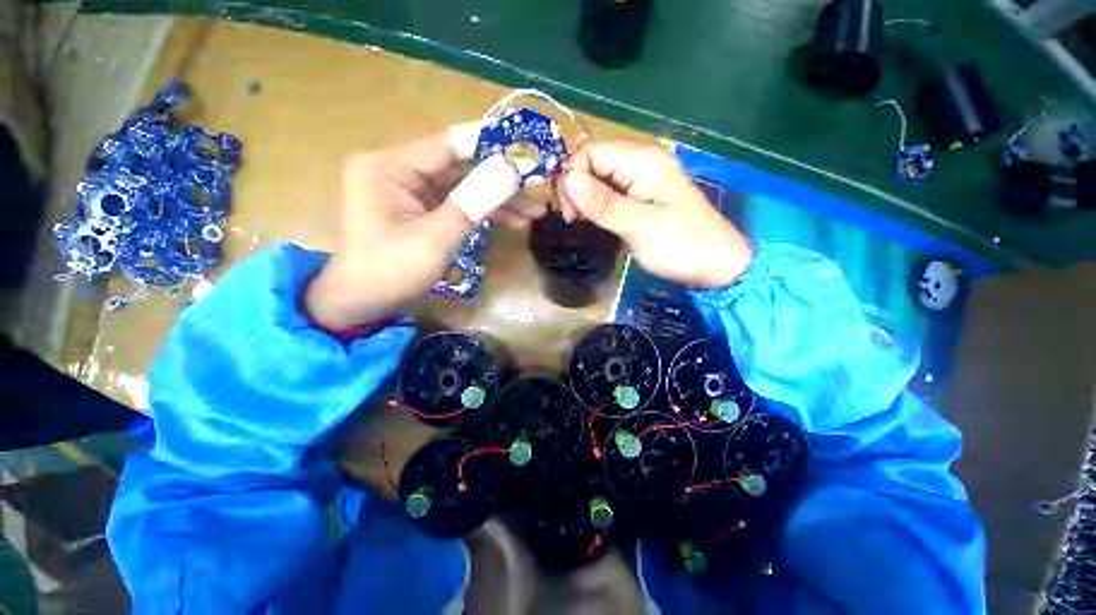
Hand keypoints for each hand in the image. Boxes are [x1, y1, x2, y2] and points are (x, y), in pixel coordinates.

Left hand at [306, 125, 546, 329]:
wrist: (361, 304)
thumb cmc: (389, 272)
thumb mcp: (434, 239)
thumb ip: (472, 203)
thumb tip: (510, 172)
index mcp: (389, 166)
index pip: (448, 145)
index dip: (490, 147)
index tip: (528, 152)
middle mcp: (398, 169)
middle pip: (459, 165)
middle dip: (500, 179)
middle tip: (537, 186)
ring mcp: (410, 189)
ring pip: (463, 185)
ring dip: (497, 199)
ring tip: (533, 211)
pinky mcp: (421, 208)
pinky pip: (457, 202)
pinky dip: (483, 211)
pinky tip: (512, 219)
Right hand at [556, 141, 752, 288]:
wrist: (717, 265)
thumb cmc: (680, 245)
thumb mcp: (638, 226)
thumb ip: (602, 203)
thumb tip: (568, 179)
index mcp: (643, 160)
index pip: (591, 152)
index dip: (572, 176)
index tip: (568, 211)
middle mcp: (641, 161)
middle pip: (593, 161)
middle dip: (575, 186)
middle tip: (572, 218)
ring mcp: (643, 179)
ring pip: (599, 177)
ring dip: (584, 196)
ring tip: (579, 221)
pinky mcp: (642, 196)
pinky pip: (610, 190)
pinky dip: (597, 203)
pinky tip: (594, 218)